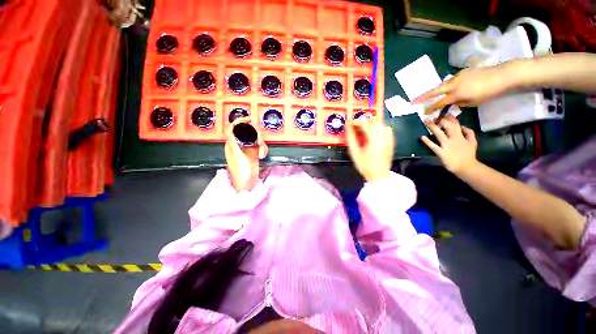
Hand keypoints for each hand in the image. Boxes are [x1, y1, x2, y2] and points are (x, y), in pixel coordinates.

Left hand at [224, 117, 267, 191]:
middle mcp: (239, 145)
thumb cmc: (241, 171)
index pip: (233, 128)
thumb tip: (230, 128)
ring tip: (261, 152)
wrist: (248, 184)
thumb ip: (233, 141)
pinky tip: (263, 155)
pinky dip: (263, 149)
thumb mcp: (237, 155)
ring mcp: (248, 149)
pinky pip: (260, 146)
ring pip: (255, 138)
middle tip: (259, 141)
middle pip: (248, 132)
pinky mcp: (254, 153)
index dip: (240, 121)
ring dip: (261, 143)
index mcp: (232, 144)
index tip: (249, 119)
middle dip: (255, 135)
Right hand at [346, 119, 393, 181]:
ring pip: (381, 123)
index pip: (364, 123)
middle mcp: (383, 135)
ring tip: (363, 129)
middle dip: (362, 121)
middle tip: (354, 126)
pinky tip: (372, 133)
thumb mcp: (354, 153)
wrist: (379, 176)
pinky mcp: (391, 141)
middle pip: (373, 120)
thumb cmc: (365, 166)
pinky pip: (386, 129)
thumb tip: (347, 128)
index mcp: (374, 138)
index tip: (348, 123)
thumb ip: (350, 139)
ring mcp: (389, 138)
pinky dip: (378, 128)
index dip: (355, 121)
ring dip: (371, 124)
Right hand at [413, 63, 516, 112]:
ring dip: (436, 90)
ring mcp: (457, 76)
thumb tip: (452, 102)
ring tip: (432, 95)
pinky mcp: (463, 72)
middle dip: (422, 96)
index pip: (439, 103)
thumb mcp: (472, 102)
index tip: (423, 113)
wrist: (503, 76)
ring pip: (442, 84)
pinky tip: (452, 87)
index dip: (430, 108)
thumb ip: (459, 102)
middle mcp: (453, 84)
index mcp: (456, 94)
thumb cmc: (488, 92)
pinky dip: (448, 85)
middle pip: (434, 91)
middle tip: (413, 101)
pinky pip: (451, 80)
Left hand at [421, 115, 477, 174]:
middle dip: (440, 120)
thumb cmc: (468, 155)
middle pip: (446, 127)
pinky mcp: (441, 152)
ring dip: (432, 127)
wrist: (466, 167)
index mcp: (460, 136)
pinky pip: (433, 146)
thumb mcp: (473, 142)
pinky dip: (427, 141)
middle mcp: (453, 139)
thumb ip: (469, 133)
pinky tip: (422, 137)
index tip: (444, 113)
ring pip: (439, 134)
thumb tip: (463, 126)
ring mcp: (446, 145)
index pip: (455, 124)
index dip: (449, 118)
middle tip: (432, 115)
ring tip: (426, 121)